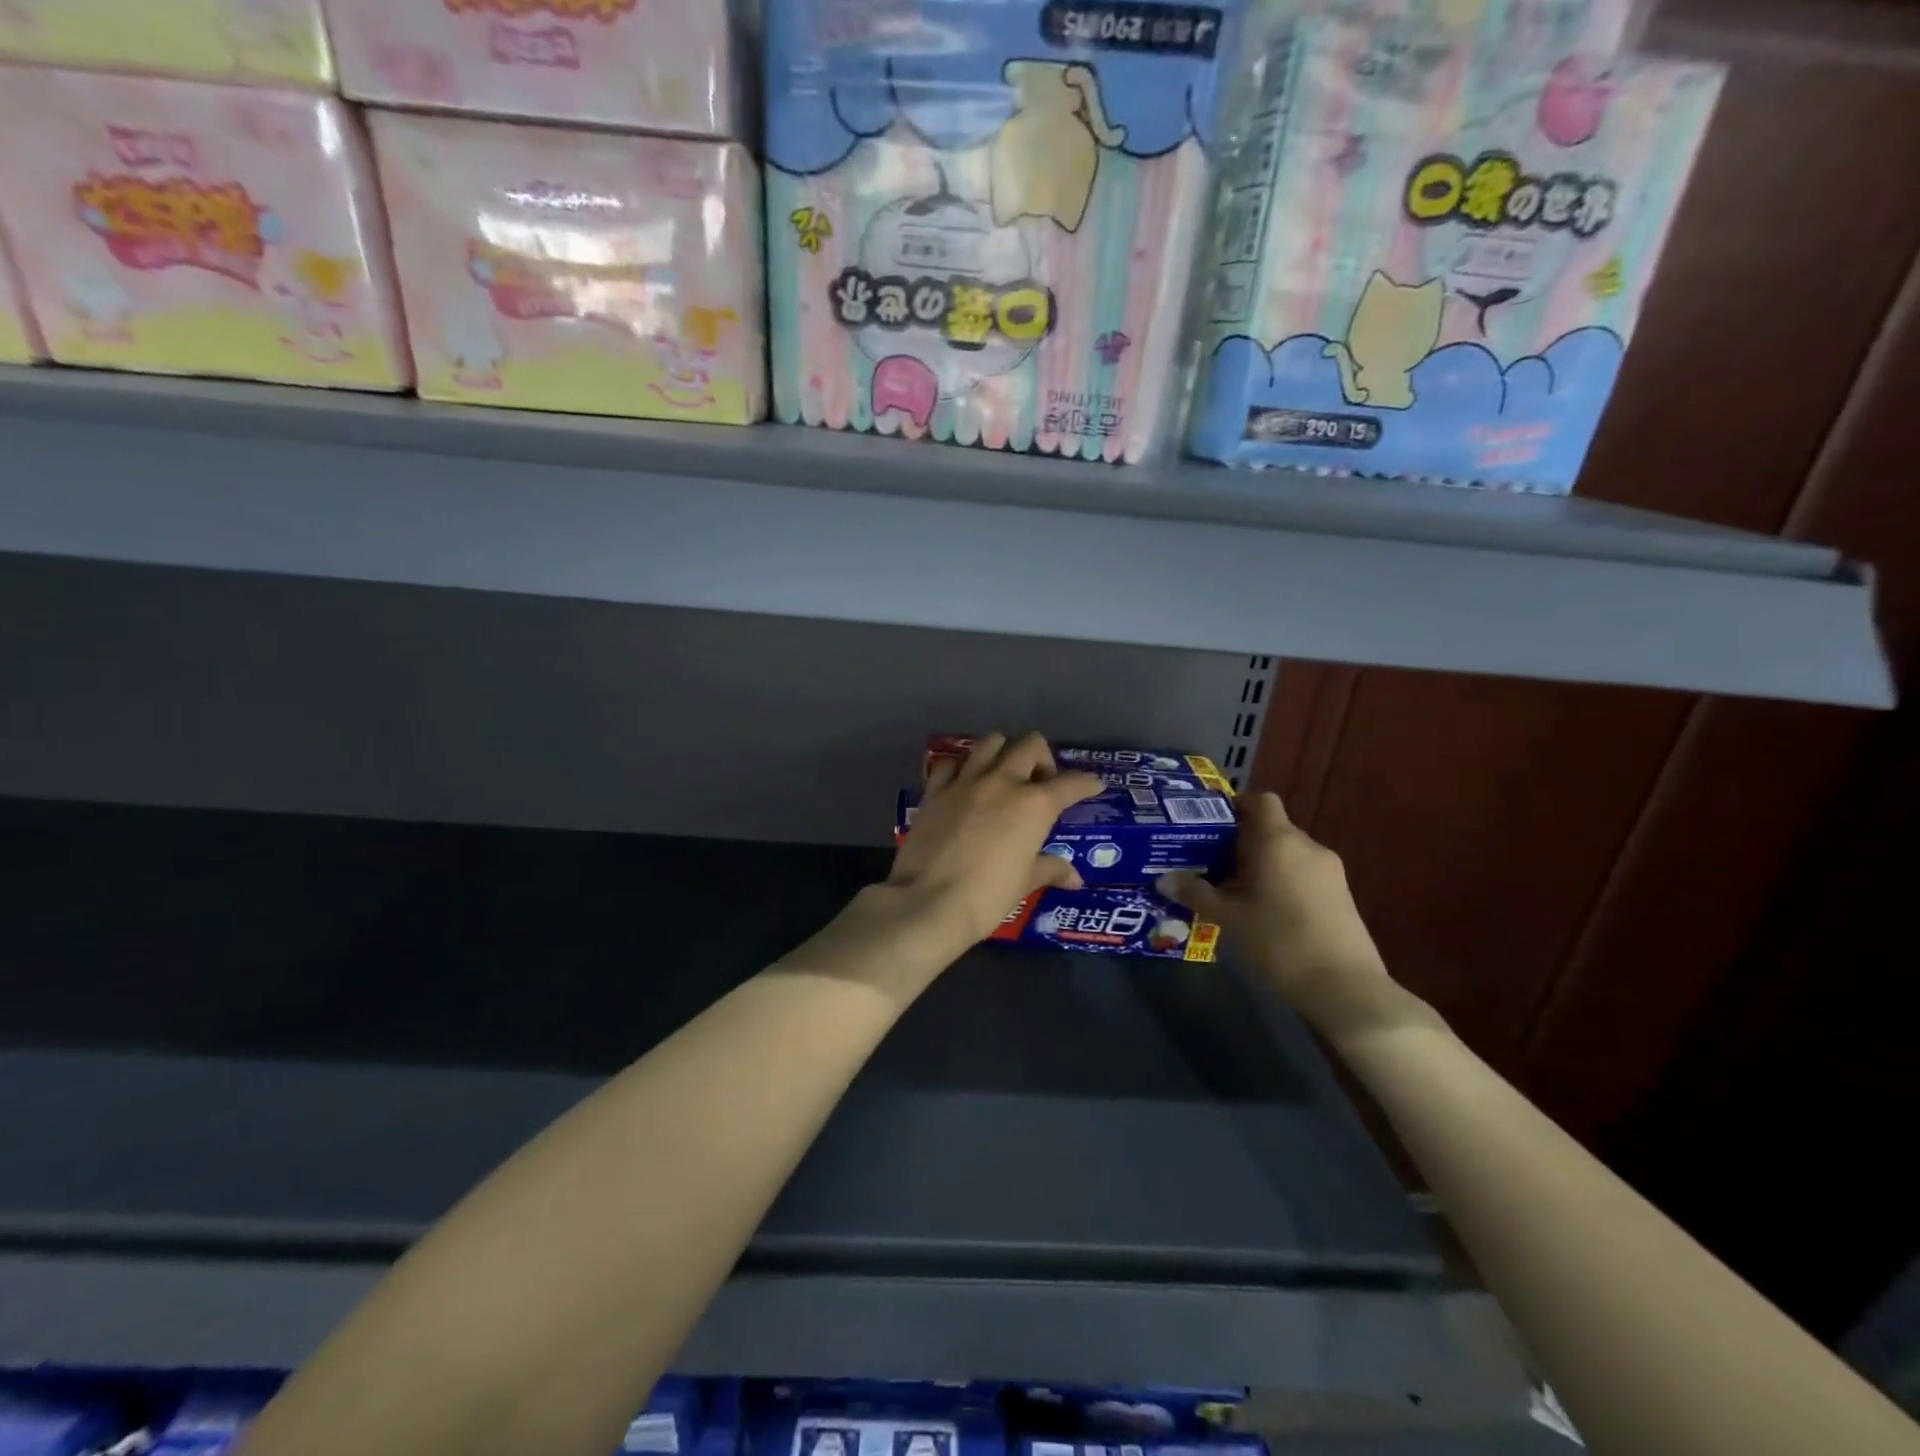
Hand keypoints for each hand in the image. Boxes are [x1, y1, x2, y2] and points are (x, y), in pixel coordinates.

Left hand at [884, 731, 1103, 955]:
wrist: (928, 901)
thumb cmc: (987, 896)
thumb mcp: (1024, 883)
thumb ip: (1050, 869)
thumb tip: (1074, 877)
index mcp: (1034, 805)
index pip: (1071, 783)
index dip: (1087, 783)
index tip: (1093, 786)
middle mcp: (1002, 782)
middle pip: (1030, 745)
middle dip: (1043, 758)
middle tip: (1041, 783)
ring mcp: (965, 782)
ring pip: (990, 743)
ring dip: (1004, 751)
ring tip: (1004, 774)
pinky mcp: (934, 791)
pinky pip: (950, 764)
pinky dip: (961, 768)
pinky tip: (964, 784)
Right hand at [1159, 792, 1400, 1035]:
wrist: (1344, 988)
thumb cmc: (1278, 941)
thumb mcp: (1227, 918)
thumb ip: (1195, 893)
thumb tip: (1164, 879)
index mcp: (1278, 840)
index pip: (1258, 801)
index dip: (1234, 806)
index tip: (1209, 826)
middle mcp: (1307, 846)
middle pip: (1270, 828)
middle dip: (1240, 843)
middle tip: (1210, 864)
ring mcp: (1330, 871)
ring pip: (1287, 854)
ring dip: (1262, 865)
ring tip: (1234, 891)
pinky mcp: (1341, 896)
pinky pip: (1303, 874)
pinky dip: (1282, 882)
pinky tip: (1264, 912)